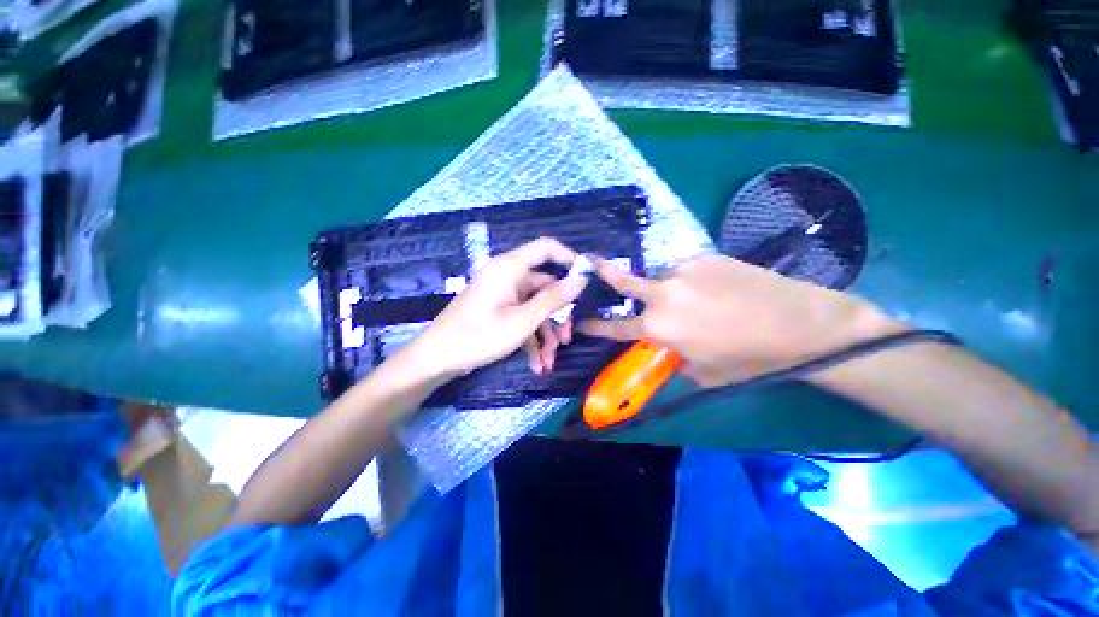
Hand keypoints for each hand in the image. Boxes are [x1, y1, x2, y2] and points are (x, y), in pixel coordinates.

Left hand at [404, 237, 588, 379]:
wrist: (436, 360)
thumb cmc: (478, 336)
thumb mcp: (522, 321)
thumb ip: (554, 298)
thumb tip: (581, 278)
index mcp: (509, 268)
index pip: (546, 248)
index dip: (569, 258)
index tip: (587, 279)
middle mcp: (507, 276)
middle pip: (544, 287)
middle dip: (557, 316)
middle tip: (566, 340)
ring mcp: (502, 294)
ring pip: (535, 307)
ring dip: (545, 334)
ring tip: (549, 362)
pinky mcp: (497, 310)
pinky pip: (521, 318)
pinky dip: (531, 339)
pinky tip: (536, 364)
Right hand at [578, 255, 898, 386]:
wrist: (801, 325)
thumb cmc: (749, 359)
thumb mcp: (703, 371)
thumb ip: (675, 355)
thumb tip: (668, 345)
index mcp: (659, 326)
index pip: (615, 327)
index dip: (595, 326)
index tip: (580, 322)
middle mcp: (662, 293)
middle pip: (622, 279)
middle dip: (602, 272)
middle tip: (589, 262)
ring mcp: (683, 270)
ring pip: (660, 276)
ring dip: (665, 287)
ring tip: (692, 299)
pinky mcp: (705, 257)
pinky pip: (685, 270)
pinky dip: (689, 281)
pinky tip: (712, 289)